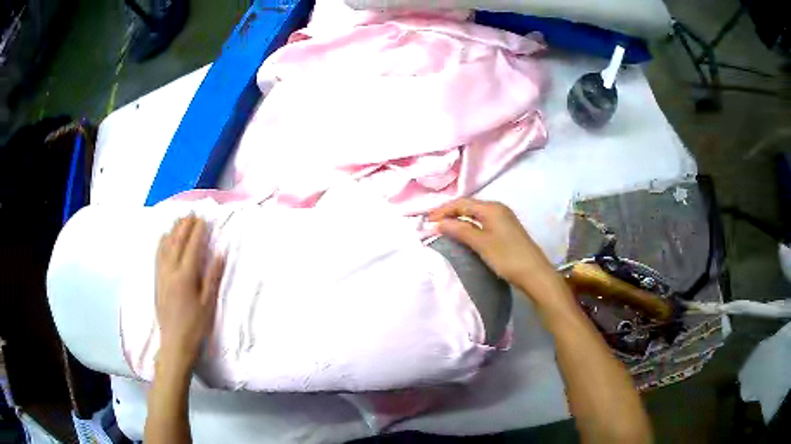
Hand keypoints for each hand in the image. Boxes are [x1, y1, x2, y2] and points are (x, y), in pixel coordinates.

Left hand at [155, 215, 224, 371]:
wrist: (175, 343)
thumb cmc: (196, 326)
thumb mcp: (208, 304)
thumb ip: (213, 277)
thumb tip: (220, 253)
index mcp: (186, 276)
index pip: (192, 247)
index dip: (198, 232)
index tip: (204, 219)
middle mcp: (171, 271)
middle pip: (177, 242)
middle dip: (185, 226)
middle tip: (192, 213)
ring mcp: (161, 275)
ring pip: (165, 246)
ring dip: (173, 230)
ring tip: (179, 219)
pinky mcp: (156, 281)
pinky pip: (157, 255)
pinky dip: (161, 242)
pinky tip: (163, 237)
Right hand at [429, 198, 562, 300]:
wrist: (534, 274)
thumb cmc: (507, 257)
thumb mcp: (481, 243)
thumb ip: (459, 230)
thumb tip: (438, 223)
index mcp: (492, 207)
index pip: (461, 203)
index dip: (443, 210)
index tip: (426, 221)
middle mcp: (498, 208)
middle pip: (468, 206)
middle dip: (449, 213)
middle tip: (432, 224)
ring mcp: (503, 219)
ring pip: (475, 214)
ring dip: (458, 220)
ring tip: (443, 229)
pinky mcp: (505, 230)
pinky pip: (482, 222)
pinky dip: (469, 226)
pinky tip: (462, 234)